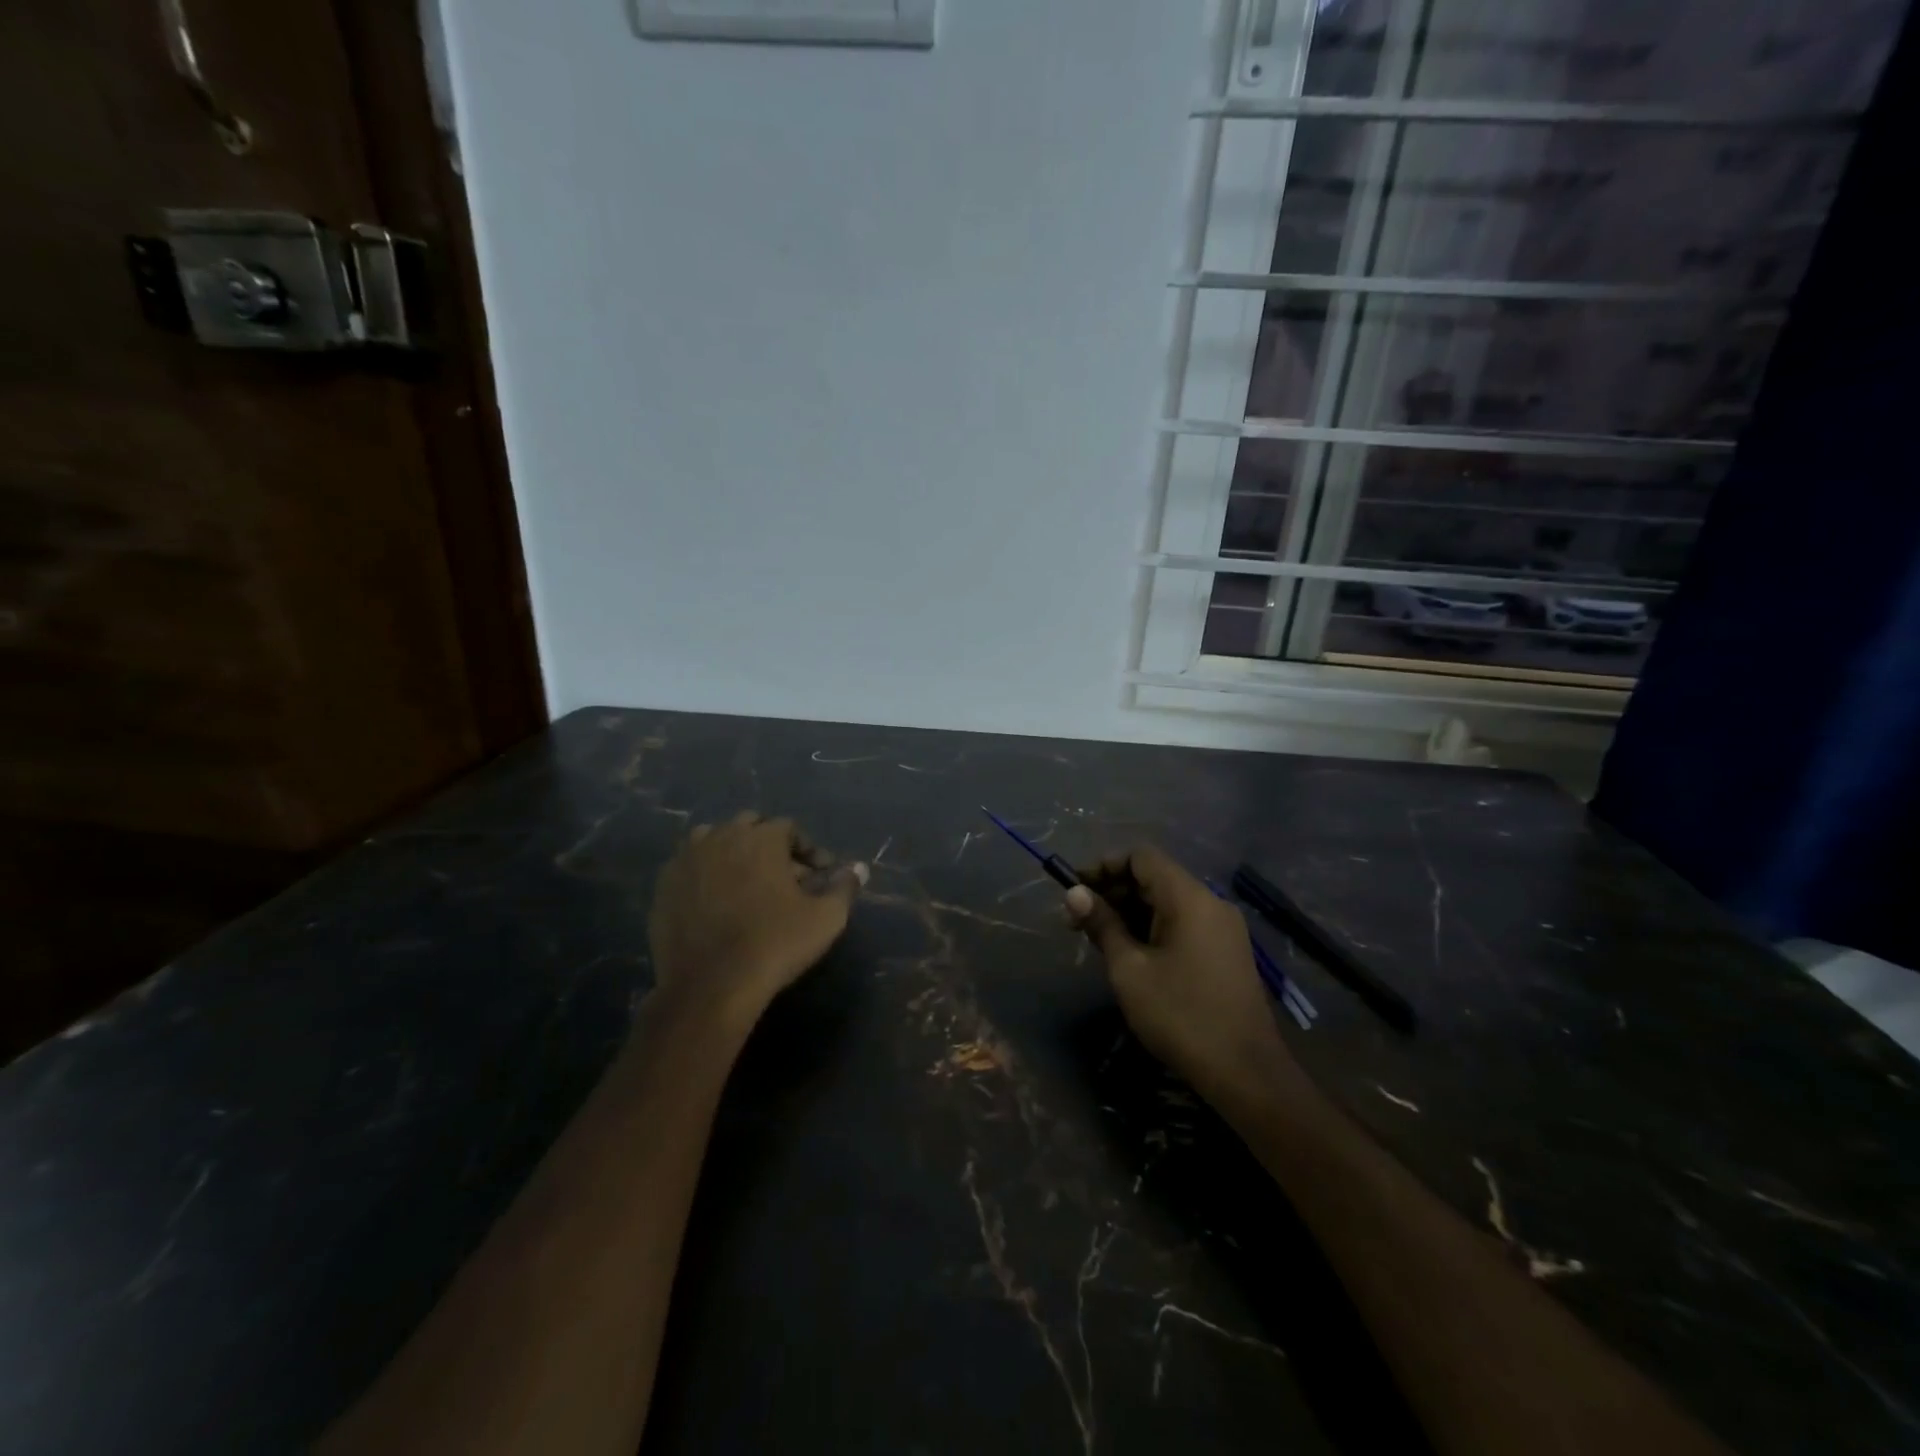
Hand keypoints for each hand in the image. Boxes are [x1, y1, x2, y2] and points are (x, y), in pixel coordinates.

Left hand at [649, 813, 867, 1026]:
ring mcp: (687, 860)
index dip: (808, 849)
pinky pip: (688, 865)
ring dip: (733, 851)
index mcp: (760, 838)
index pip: (788, 828)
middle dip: (770, 844)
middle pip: (749, 826)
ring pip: (713, 839)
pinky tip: (716, 901)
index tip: (819, 875)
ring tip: (747, 882)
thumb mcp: (825, 918)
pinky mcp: (664, 886)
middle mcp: (721, 837)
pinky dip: (705, 873)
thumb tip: (859, 868)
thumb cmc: (775, 944)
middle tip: (784, 876)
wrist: (710, 985)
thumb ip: (845, 886)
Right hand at [1065, 846, 1295, 1097]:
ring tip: (1098, 939)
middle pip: (1154, 877)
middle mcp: (1210, 902)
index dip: (1104, 866)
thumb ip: (1102, 925)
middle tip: (1078, 920)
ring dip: (1130, 911)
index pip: (1141, 857)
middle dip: (1113, 891)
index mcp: (1189, 898)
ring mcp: (1223, 928)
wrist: (1245, 1073)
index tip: (1075, 890)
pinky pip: (1182, 923)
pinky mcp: (1226, 951)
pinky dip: (1152, 927)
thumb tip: (1074, 893)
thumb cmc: (1181, 1015)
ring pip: (1167, 902)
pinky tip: (1130, 953)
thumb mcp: (1129, 969)